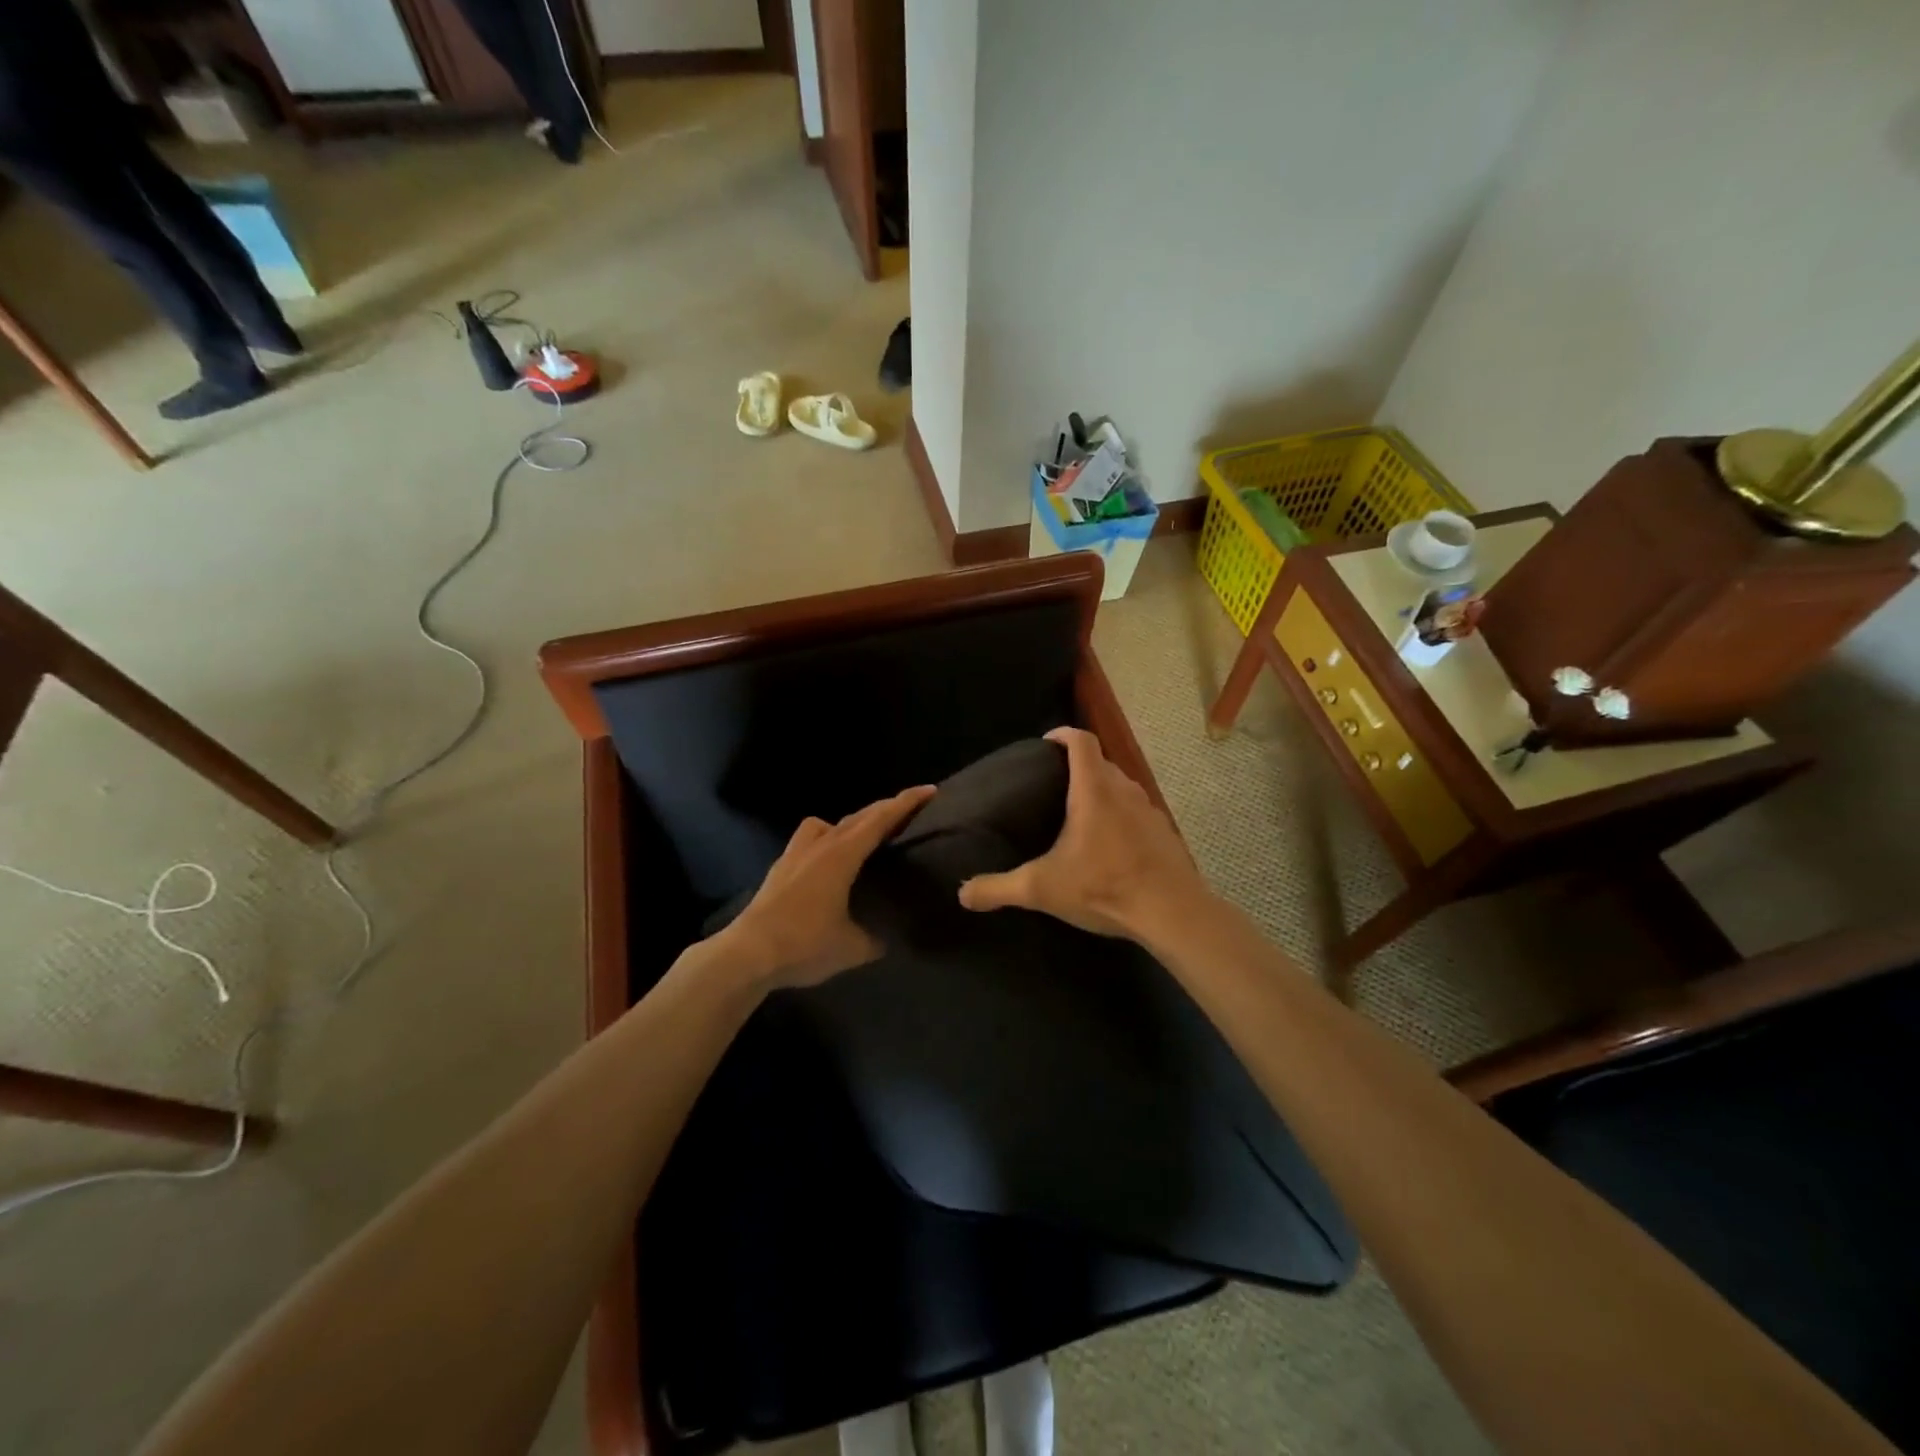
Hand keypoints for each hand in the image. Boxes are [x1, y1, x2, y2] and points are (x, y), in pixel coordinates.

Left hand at [720, 786, 936, 988]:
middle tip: (908, 810)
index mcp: (841, 856)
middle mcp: (819, 846)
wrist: (747, 955)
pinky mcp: (780, 869)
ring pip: (826, 824)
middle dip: (884, 809)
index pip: (880, 820)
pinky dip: (826, 840)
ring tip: (862, 840)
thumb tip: (885, 938)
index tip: (929, 790)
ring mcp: (795, 854)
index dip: (906, 803)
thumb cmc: (804, 945)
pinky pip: (809, 841)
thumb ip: (875, 939)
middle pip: (857, 817)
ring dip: (849, 823)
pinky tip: (828, 864)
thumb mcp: (853, 948)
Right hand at [957, 727, 1210, 940]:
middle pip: (1101, 762)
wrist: (1172, 913)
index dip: (1062, 735)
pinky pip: (1137, 812)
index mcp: (1094, 791)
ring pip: (1122, 787)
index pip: (1081, 742)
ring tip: (1078, 815)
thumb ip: (999, 888)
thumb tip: (962, 893)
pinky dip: (1120, 816)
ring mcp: (1149, 811)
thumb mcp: (1042, 888)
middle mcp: (1124, 791)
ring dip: (1101, 792)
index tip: (1045, 743)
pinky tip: (1109, 845)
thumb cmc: (1104, 887)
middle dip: (1078, 766)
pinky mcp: (1165, 834)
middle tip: (1052, 784)